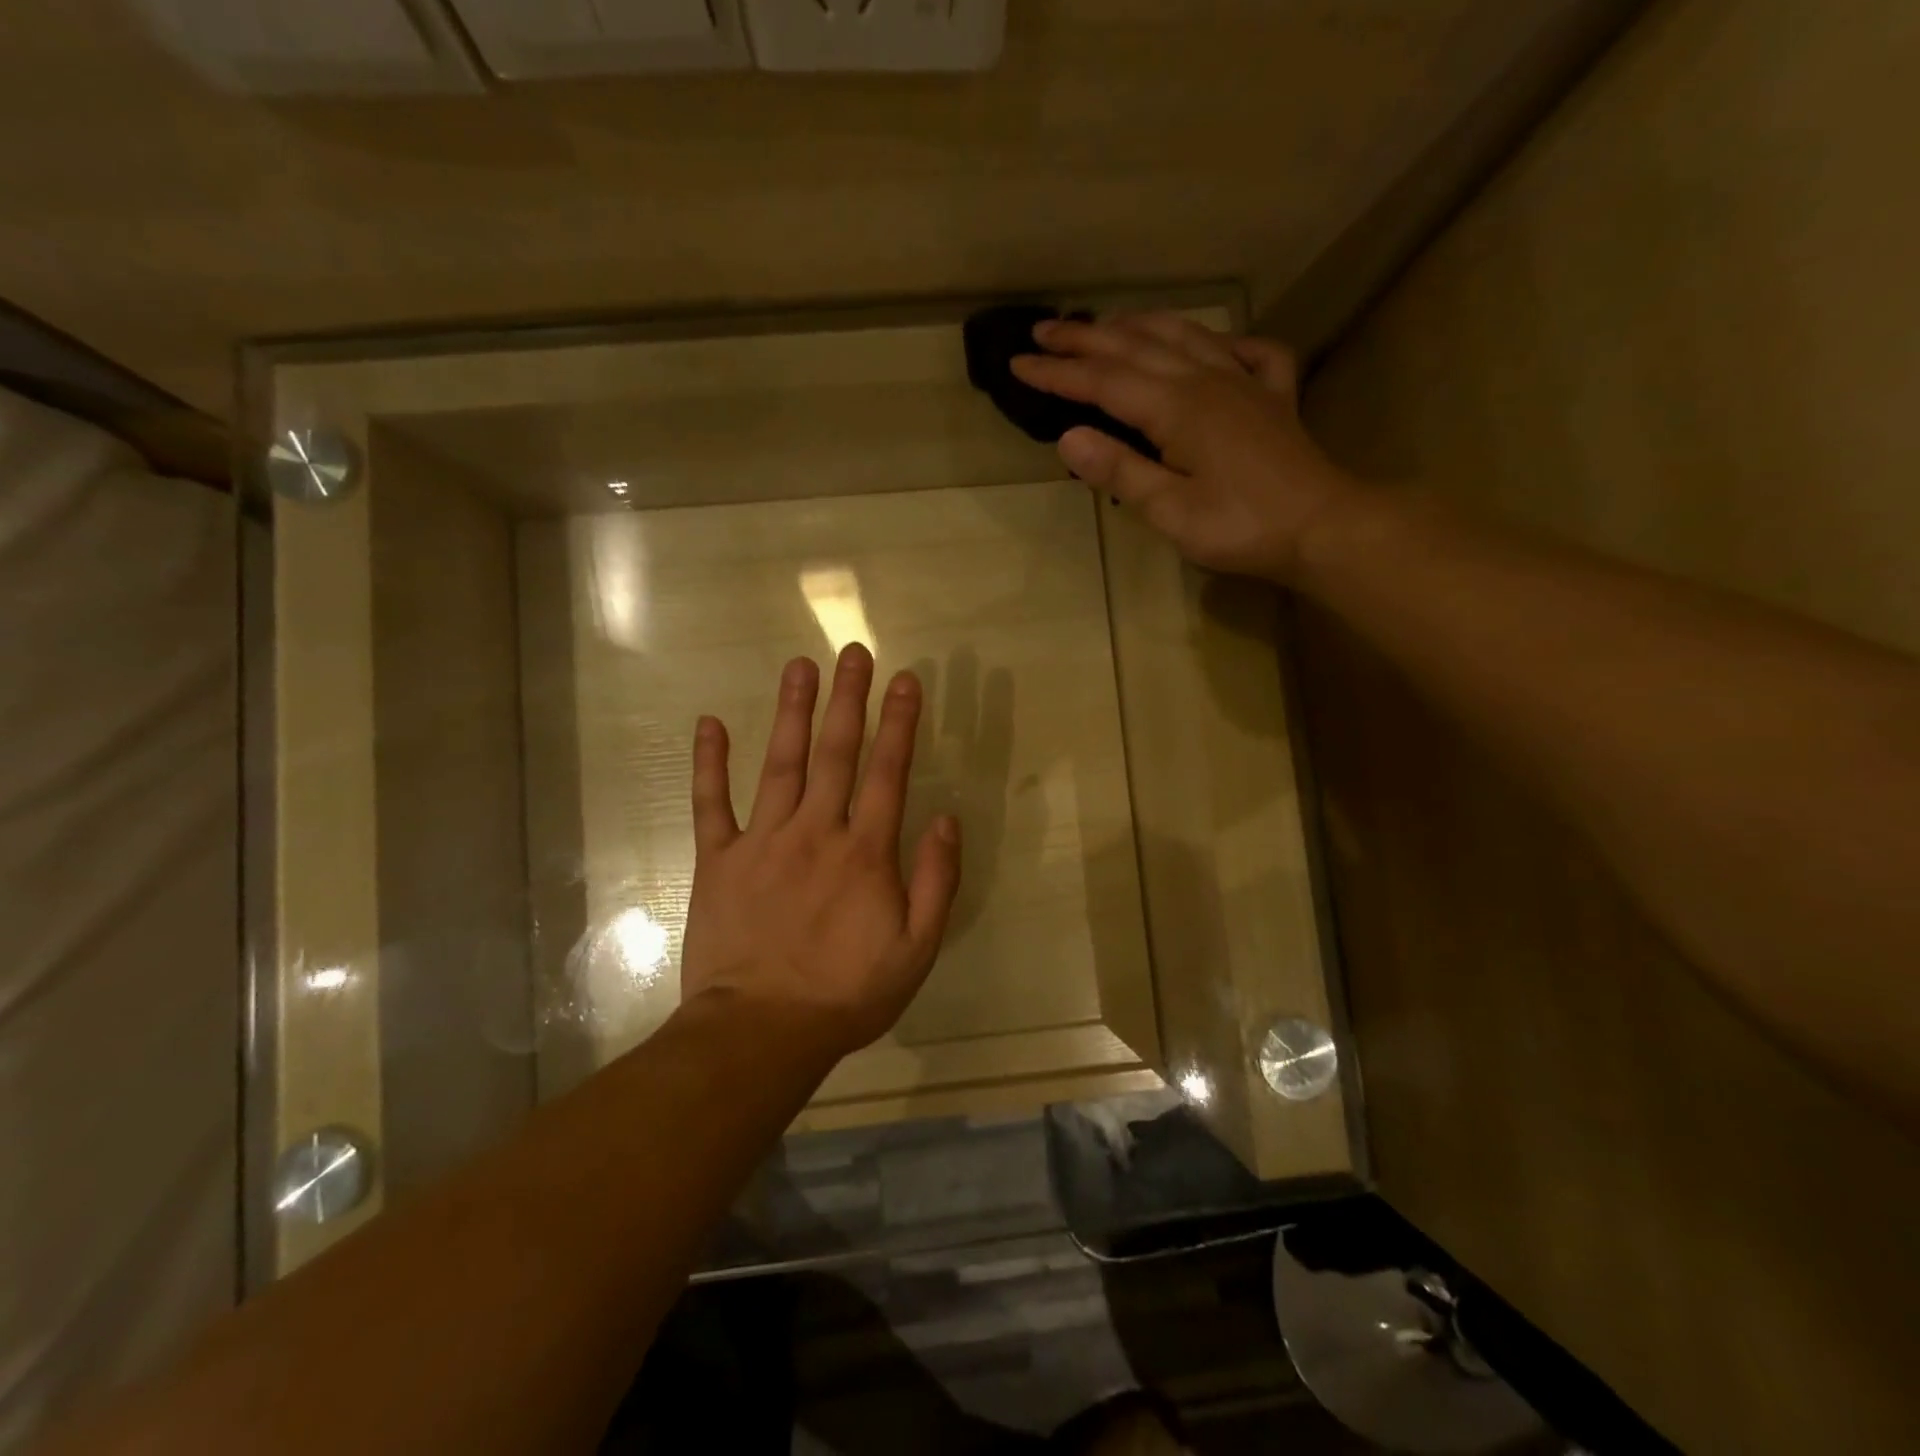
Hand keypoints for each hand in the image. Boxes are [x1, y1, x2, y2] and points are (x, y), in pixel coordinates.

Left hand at [679, 644, 962, 1058]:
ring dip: (791, 712)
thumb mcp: (916, 950)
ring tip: (799, 666)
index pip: (889, 772)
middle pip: (836, 753)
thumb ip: (936, 881)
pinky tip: (710, 724)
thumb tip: (948, 819)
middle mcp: (816, 831)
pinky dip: (710, 763)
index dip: (900, 722)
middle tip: (854, 652)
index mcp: (865, 852)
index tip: (906, 679)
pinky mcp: (719, 860)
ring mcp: (762, 841)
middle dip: (848, 699)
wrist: (761, 1031)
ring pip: (780, 763)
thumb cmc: (846, 994)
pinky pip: (712, 804)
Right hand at [1011, 312, 1359, 583]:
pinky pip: (1248, 352)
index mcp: (1176, 407)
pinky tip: (1216, 345)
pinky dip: (1224, 341)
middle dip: (1085, 339)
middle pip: (1136, 347)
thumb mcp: (1170, 511)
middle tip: (1044, 331)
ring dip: (1139, 326)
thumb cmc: (1240, 526)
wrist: (1321, 528)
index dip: (1058, 374)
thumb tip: (1068, 437)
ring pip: (1184, 336)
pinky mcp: (1273, 396)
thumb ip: (1120, 471)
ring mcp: (1244, 381)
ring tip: (1107, 323)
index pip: (1103, 382)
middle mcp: (1207, 379)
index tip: (1019, 365)